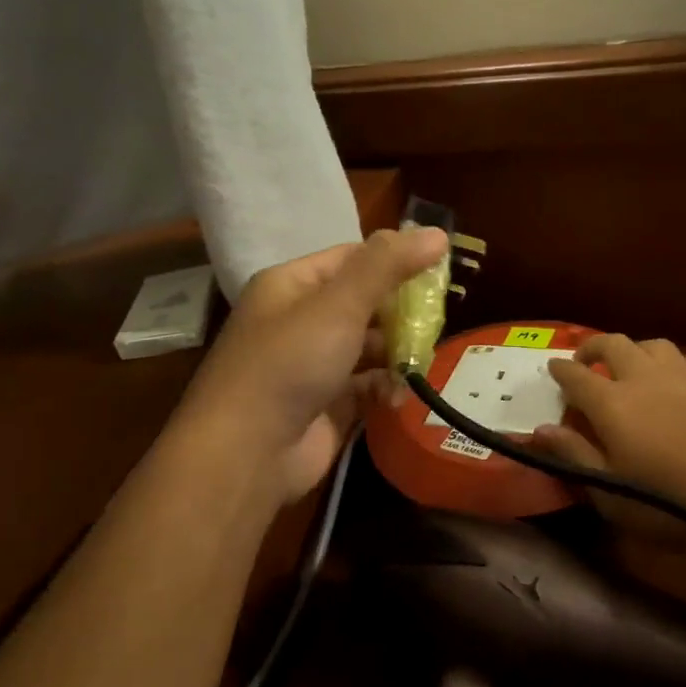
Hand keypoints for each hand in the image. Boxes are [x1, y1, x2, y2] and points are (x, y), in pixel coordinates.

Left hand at [174, 229, 447, 502]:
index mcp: (292, 285)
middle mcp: (300, 321)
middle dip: (400, 311)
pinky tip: (399, 396)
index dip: (393, 260)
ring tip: (424, 358)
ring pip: (368, 347)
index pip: (351, 258)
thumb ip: (387, 266)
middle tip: (437, 318)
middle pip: (363, 303)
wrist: (247, 453)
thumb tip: (436, 233)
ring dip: (397, 352)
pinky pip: (366, 386)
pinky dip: (386, 388)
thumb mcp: (339, 305)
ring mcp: (312, 366)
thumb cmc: (289, 364)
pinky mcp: (326, 406)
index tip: (437, 270)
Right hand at [536, 335, 685, 527]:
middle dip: (593, 346)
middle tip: (585, 359)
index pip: (575, 375)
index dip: (560, 369)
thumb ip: (574, 456)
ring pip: (654, 345)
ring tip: (632, 366)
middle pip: (613, 344)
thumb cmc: (671, 505)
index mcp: (611, 404)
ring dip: (636, 350)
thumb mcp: (610, 493)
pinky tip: (680, 378)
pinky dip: (676, 364)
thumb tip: (540, 430)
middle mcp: (644, 378)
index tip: (552, 368)